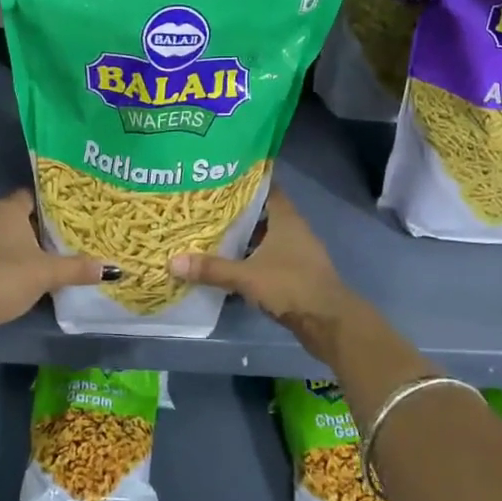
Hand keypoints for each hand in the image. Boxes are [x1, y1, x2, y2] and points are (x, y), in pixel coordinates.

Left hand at [0, 189, 101, 333]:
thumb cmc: (9, 277)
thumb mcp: (48, 273)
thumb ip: (78, 268)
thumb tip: (111, 269)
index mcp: (7, 209)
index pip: (29, 196)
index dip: (47, 206)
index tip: (64, 218)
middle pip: (14, 216)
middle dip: (33, 228)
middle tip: (56, 242)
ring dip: (14, 246)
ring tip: (38, 260)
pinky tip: (13, 276)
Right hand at [171, 189, 363, 359]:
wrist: (329, 322)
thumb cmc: (291, 286)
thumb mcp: (247, 276)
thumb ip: (212, 268)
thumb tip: (172, 262)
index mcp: (286, 218)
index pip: (266, 188)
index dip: (245, 181)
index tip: (220, 177)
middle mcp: (293, 230)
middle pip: (262, 213)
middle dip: (237, 212)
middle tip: (206, 207)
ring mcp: (297, 253)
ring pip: (266, 238)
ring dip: (244, 238)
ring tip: (211, 234)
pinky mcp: (296, 274)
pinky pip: (269, 259)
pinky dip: (252, 259)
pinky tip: (230, 264)